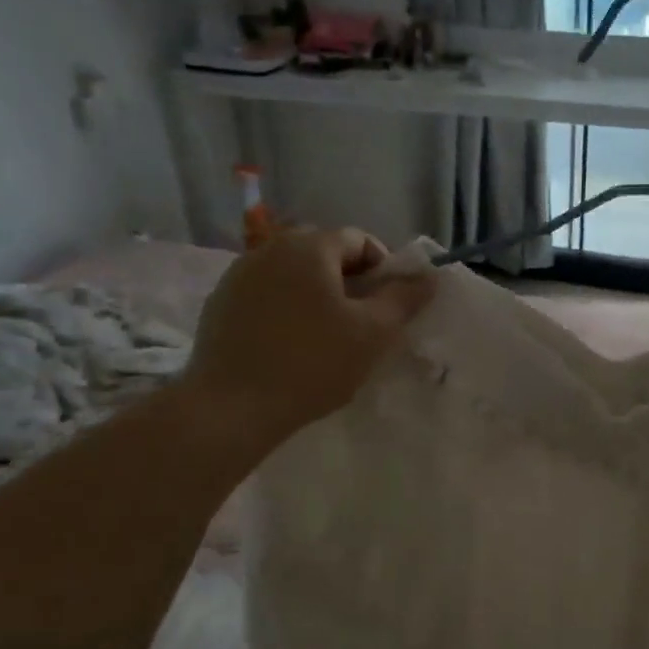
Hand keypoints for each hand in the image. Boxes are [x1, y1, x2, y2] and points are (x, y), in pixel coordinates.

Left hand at [178, 228, 434, 455]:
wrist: (231, 408)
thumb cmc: (313, 363)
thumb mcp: (373, 333)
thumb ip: (404, 299)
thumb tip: (429, 277)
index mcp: (309, 247)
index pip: (359, 240)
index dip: (383, 269)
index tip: (389, 306)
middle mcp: (270, 248)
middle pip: (324, 253)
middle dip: (349, 281)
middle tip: (362, 322)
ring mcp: (238, 275)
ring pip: (293, 274)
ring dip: (316, 294)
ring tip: (326, 336)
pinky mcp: (219, 304)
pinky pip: (266, 294)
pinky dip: (286, 309)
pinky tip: (290, 345)